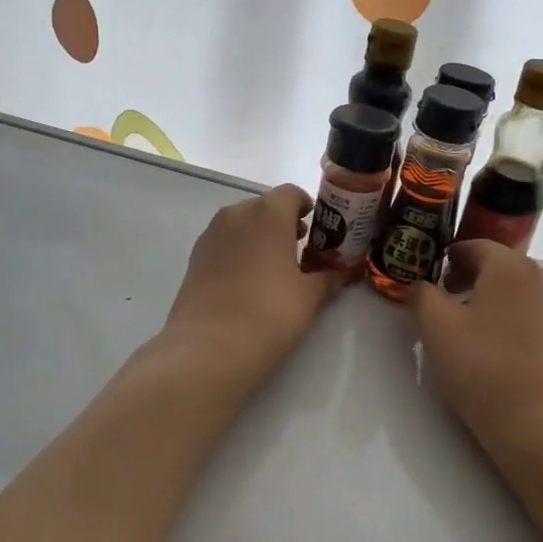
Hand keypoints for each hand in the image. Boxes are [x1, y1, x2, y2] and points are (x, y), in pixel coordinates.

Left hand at [160, 184, 345, 390]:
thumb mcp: (309, 296)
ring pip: (242, 224)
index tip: (319, 232)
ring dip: (260, 238)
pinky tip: (248, 283)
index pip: (292, 194)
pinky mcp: (195, 257)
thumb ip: (330, 278)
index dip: (308, 208)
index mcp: (268, 212)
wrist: (209, 347)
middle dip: (284, 224)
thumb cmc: (269, 312)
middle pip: (266, 207)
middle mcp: (237, 213)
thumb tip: (347, 271)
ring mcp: (211, 234)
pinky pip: (225, 243)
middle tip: (301, 254)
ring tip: (274, 270)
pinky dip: (239, 252)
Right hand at [412, 240, 542, 457]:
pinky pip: (532, 319)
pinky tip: (496, 354)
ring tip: (467, 330)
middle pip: (498, 267)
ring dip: (490, 302)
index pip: (474, 245)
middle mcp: (541, 279)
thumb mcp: (436, 327)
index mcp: (510, 266)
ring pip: (516, 294)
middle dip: (468, 278)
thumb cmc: (482, 366)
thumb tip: (421, 285)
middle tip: (444, 302)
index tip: (430, 277)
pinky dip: (511, 324)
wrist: (538, 423)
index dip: (447, 257)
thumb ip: (422, 295)